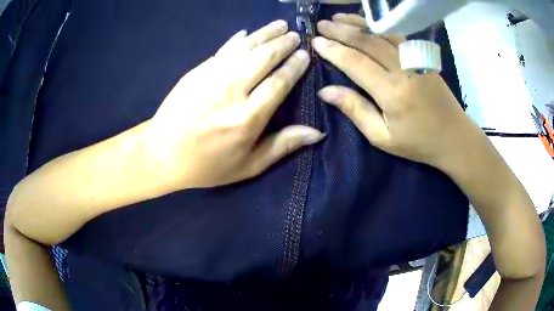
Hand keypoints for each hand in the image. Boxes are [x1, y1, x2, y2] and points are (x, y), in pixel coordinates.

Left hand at [143, 21, 323, 187]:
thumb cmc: (207, 165)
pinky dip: (237, 39)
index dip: (294, 66)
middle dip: (283, 43)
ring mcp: (212, 77)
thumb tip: (317, 132)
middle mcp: (232, 91)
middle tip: (295, 35)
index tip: (304, 55)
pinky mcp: (197, 71)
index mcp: (248, 117)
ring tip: (279, 25)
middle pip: (264, 57)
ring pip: (245, 47)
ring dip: (264, 33)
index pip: (279, 82)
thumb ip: (283, 146)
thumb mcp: (248, 165)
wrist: (162, 153)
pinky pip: (223, 50)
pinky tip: (247, 32)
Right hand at [313, 14, 483, 170]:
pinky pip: (396, 35)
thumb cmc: (418, 142)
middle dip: (341, 30)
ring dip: (357, 23)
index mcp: (392, 92)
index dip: (333, 50)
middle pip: (367, 41)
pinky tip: (366, 23)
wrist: (454, 136)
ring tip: (337, 18)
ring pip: (381, 33)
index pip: (355, 62)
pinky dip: (378, 26)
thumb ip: (355, 110)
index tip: (315, 42)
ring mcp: (415, 59)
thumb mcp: (382, 137)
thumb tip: (325, 91)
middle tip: (321, 25)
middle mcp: (403, 69)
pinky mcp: (422, 57)